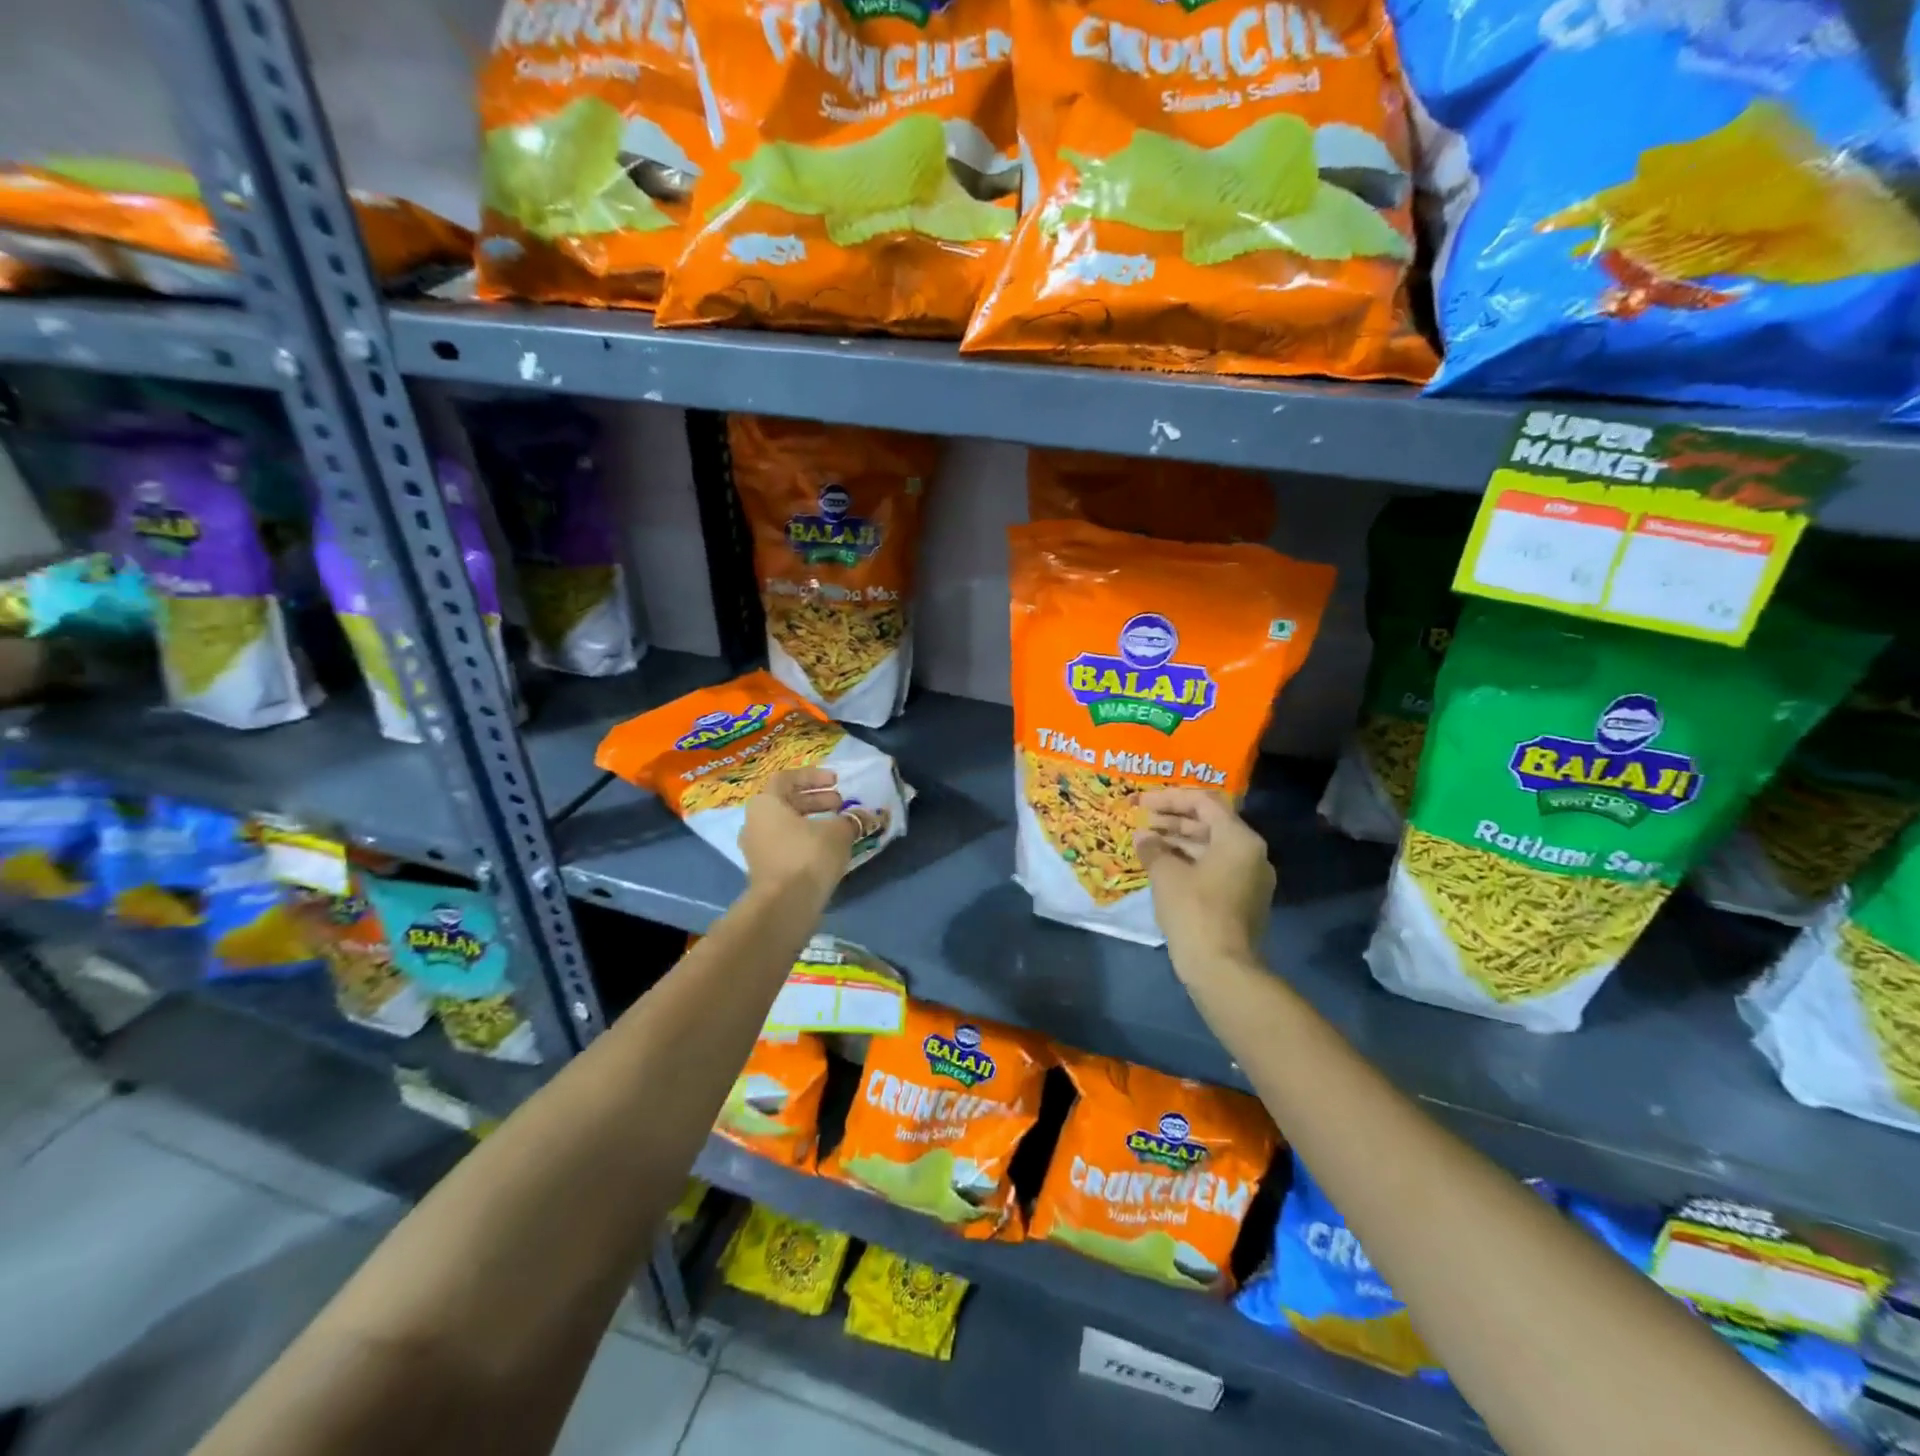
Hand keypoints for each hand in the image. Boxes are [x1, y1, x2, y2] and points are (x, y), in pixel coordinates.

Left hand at [739, 769, 878, 901]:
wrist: (785, 905)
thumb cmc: (808, 856)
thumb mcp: (838, 832)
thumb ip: (852, 819)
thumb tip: (866, 816)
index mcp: (765, 804)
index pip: (787, 778)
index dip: (813, 776)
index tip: (836, 781)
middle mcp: (755, 822)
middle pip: (787, 802)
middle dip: (817, 800)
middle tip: (841, 804)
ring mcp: (756, 848)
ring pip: (786, 825)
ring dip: (813, 821)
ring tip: (839, 826)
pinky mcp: (764, 870)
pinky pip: (786, 845)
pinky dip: (806, 840)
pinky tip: (828, 849)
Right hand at [1136, 789, 1273, 975]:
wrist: (1222, 968)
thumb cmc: (1194, 911)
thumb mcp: (1166, 875)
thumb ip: (1153, 848)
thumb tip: (1143, 837)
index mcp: (1239, 839)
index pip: (1204, 802)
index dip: (1170, 798)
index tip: (1142, 802)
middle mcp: (1252, 853)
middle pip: (1210, 823)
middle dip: (1174, 819)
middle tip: (1142, 820)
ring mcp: (1250, 878)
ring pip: (1212, 847)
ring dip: (1179, 841)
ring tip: (1147, 842)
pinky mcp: (1243, 900)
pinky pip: (1215, 868)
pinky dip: (1189, 862)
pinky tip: (1162, 866)